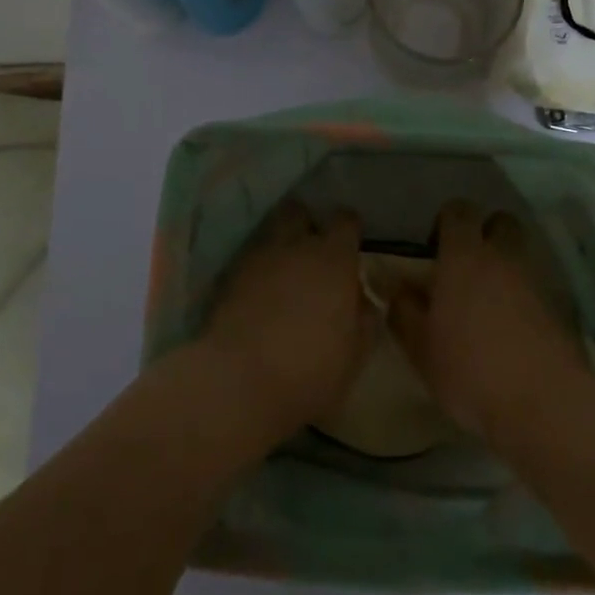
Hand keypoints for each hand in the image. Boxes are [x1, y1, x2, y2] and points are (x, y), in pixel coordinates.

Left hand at [198, 203, 374, 448]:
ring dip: (280, 243)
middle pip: (300, 213)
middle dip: (307, 224)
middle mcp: (296, 246)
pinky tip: (260, 290)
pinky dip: (257, 267)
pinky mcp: (229, 275)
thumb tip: (365, 300)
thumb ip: (365, 320)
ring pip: (271, 232)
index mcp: (333, 259)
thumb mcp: (354, 355)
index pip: (345, 220)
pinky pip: (250, 258)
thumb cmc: (309, 371)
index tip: (352, 244)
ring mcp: (258, 257)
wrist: (238, 381)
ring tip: (284, 269)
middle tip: (313, 250)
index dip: (350, 228)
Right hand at [388, 201, 590, 441]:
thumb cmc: (470, 369)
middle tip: (467, 265)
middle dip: (486, 233)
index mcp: (465, 256)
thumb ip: (403, 310)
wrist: (545, 403)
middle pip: (501, 221)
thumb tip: (396, 287)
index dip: (447, 220)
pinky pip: (538, 286)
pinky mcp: (560, 308)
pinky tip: (513, 328)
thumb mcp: (420, 347)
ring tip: (489, 301)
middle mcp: (503, 257)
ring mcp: (536, 280)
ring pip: (521, 254)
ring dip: (506, 266)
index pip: (459, 210)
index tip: (435, 245)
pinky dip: (525, 296)